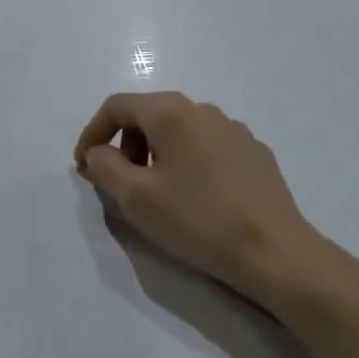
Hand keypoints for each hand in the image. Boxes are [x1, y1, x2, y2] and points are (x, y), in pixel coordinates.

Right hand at [74, 92, 320, 301]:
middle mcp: (202, 109)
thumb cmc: (198, 220)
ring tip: (157, 193)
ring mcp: (233, 129)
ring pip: (179, 130)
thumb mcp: (137, 198)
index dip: (92, 132)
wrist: (275, 252)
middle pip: (149, 114)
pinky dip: (187, 161)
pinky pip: (207, 146)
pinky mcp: (254, 152)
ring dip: (156, 153)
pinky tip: (196, 198)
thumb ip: (105, 167)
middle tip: (119, 182)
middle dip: (125, 144)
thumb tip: (97, 152)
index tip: (83, 166)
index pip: (117, 105)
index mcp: (171, 112)